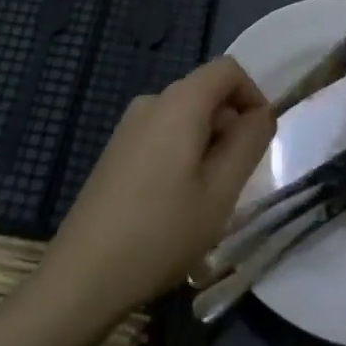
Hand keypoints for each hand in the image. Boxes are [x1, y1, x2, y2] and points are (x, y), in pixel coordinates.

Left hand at [41, 57, 274, 327]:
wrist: (83, 275)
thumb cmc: (161, 232)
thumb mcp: (220, 192)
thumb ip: (248, 143)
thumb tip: (262, 113)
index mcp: (179, 103)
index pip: (227, 69)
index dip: (253, 95)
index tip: (261, 139)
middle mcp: (152, 102)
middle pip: (205, 92)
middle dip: (231, 125)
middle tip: (237, 181)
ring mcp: (129, 126)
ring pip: (185, 117)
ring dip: (208, 145)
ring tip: (208, 199)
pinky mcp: (116, 151)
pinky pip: (163, 135)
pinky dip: (183, 155)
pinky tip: (176, 205)